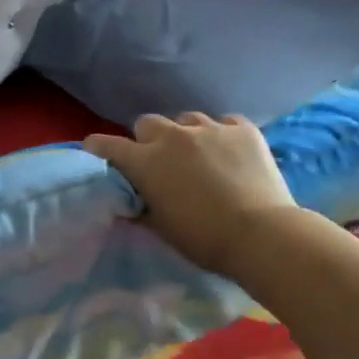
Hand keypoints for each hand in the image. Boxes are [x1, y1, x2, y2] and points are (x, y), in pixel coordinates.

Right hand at [84, 112, 296, 277]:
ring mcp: (210, 128)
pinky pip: (225, 123)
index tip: (97, 153)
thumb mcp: (161, 228)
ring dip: (186, 135)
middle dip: (149, 139)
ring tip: (199, 155)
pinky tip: (230, 153)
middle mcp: (173, 136)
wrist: (262, 235)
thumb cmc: (203, 238)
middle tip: (160, 161)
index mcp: (146, 161)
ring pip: (187, 119)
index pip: (107, 145)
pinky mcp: (243, 130)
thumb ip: (140, 208)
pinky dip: (222, 136)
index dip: (98, 148)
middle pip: (147, 123)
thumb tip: (130, 202)